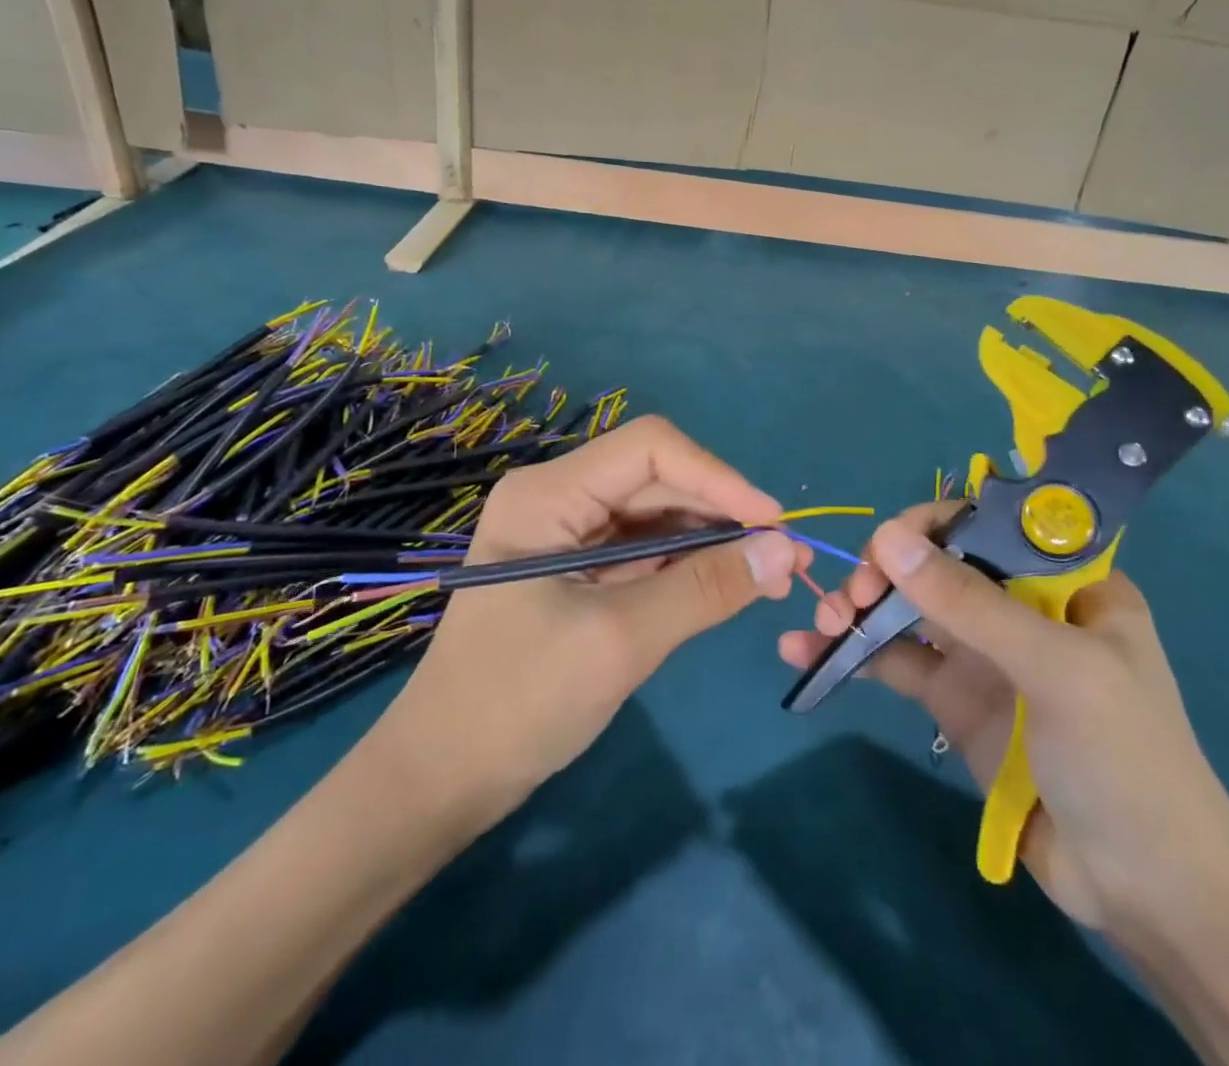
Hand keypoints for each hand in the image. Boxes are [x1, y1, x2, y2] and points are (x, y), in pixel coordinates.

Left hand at [377, 417, 801, 809]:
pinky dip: (688, 563)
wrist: (441, 780)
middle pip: (656, 478)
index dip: (718, 477)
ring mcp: (566, 532)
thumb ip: (705, 587)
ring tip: (770, 572)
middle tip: (785, 556)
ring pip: (656, 512)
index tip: (773, 524)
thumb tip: (787, 549)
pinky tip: (726, 583)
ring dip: (712, 538)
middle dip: (722, 511)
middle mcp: (557, 497)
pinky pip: (644, 548)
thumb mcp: (621, 641)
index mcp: (548, 494)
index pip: (650, 449)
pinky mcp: (577, 567)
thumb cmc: (518, 703)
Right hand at [779, 502, 1228, 931]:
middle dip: (887, 568)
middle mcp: (1018, 606)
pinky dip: (852, 653)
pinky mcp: (952, 700)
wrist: (1146, 894)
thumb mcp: (1055, 668)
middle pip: (937, 563)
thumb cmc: (1123, 760)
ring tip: (823, 621)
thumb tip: (886, 537)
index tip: (889, 545)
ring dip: (860, 606)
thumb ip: (968, 602)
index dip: (933, 525)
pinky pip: (894, 662)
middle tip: (852, 594)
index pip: (989, 524)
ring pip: (908, 608)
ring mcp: (982, 654)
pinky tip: (804, 652)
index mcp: (1062, 581)